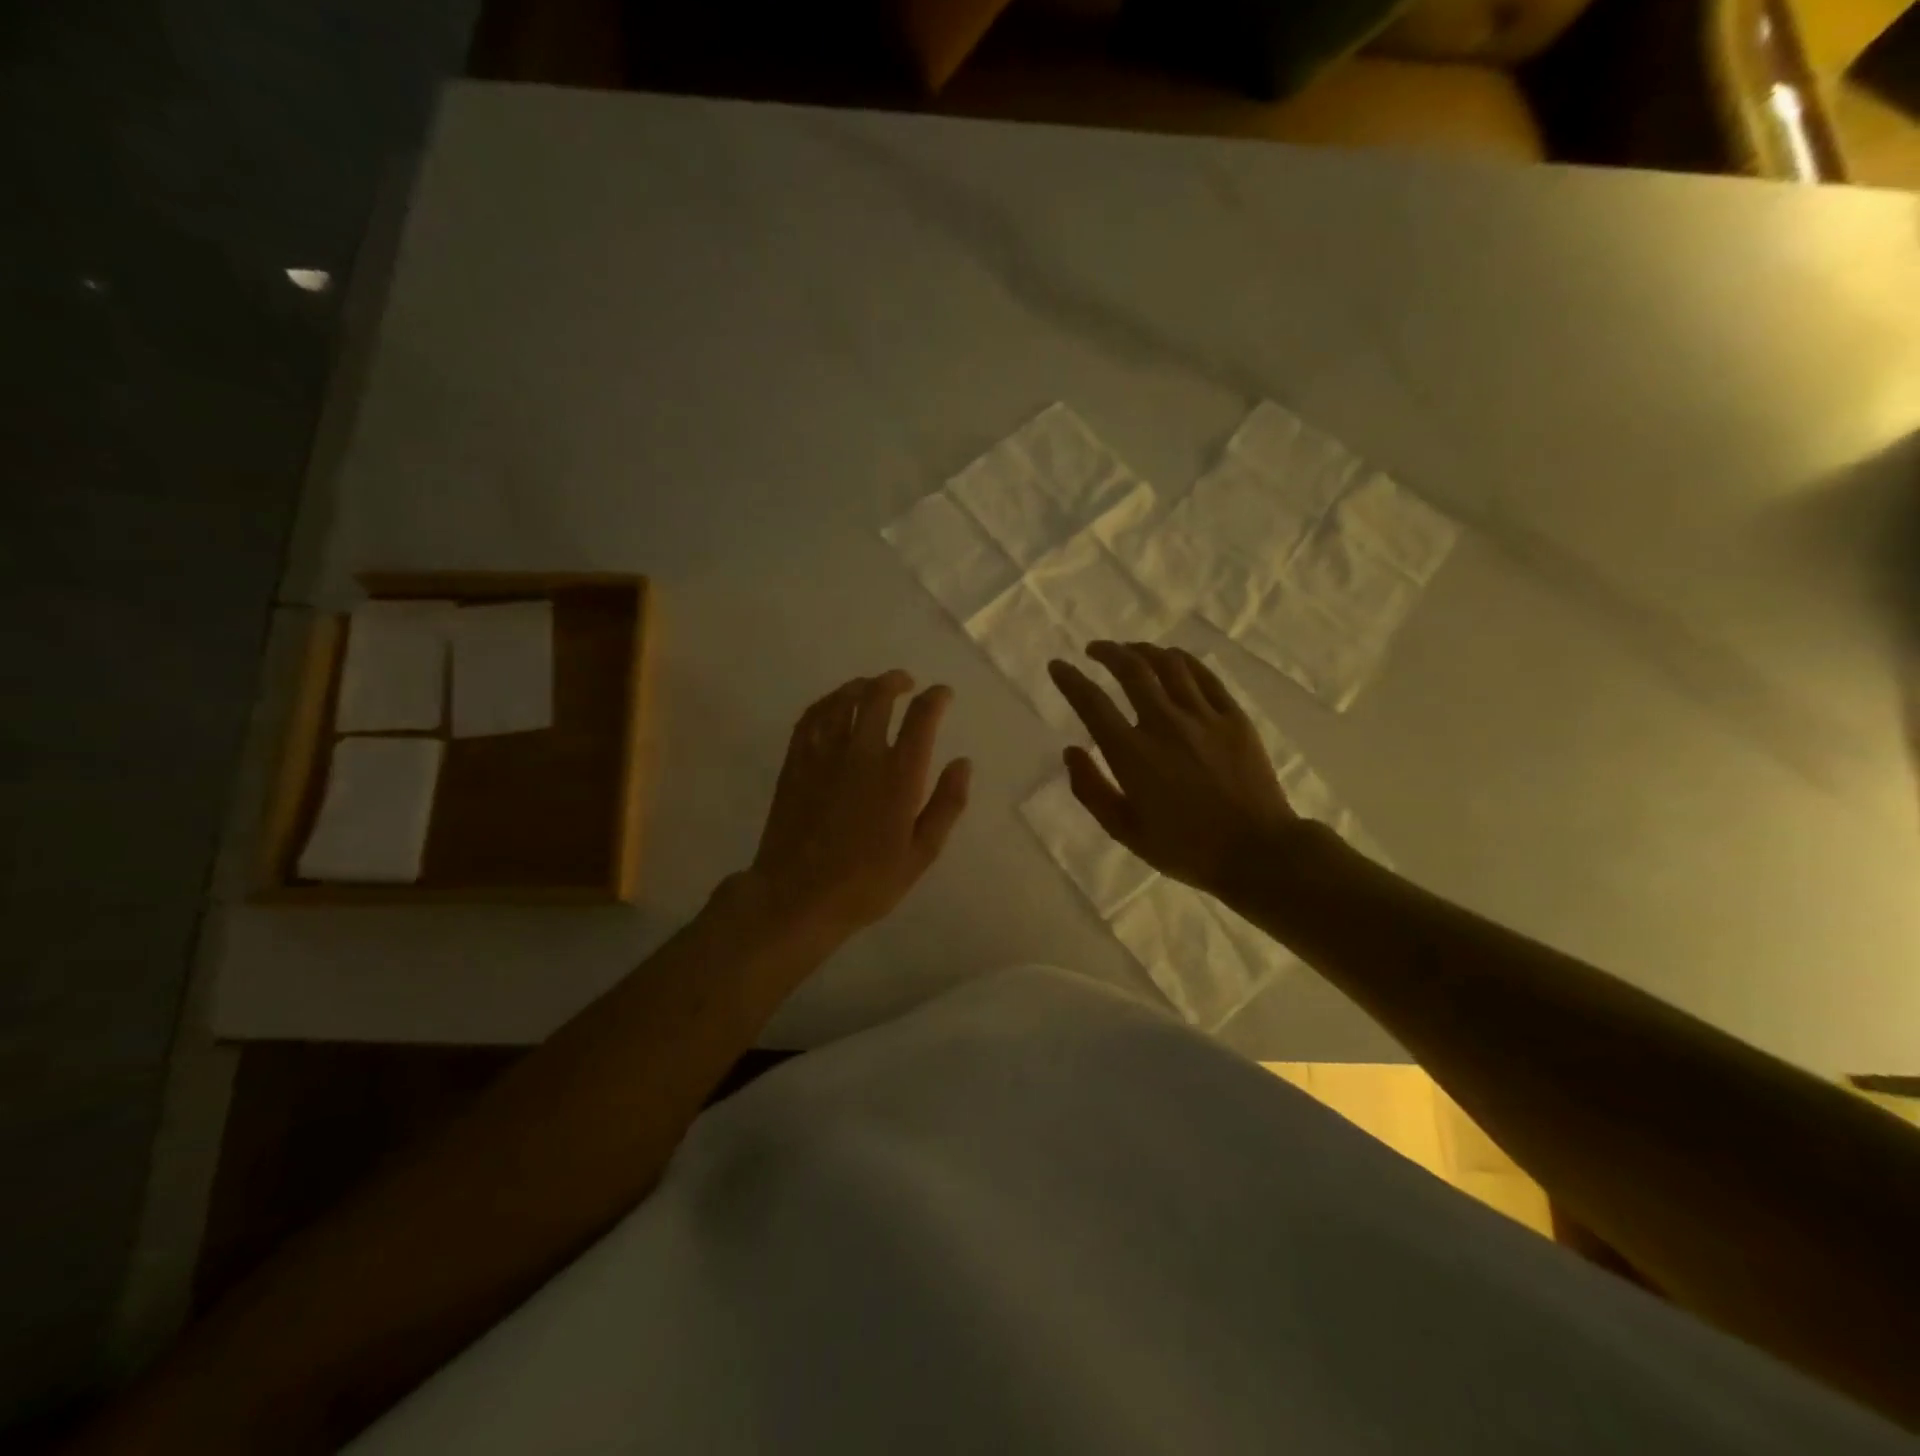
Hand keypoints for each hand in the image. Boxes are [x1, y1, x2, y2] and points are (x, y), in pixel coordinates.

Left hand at [747, 671, 971, 946]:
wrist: (797, 897)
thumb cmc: (867, 883)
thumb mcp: (921, 853)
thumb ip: (946, 804)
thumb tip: (963, 763)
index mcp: (898, 775)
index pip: (921, 717)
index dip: (936, 698)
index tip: (942, 694)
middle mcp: (862, 753)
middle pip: (878, 696)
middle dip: (896, 682)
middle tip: (905, 683)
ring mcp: (824, 754)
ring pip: (843, 700)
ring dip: (862, 686)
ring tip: (872, 687)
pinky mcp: (796, 761)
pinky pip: (812, 716)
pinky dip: (828, 702)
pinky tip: (835, 705)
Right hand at [1047, 642, 1298, 896]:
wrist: (1258, 853)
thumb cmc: (1186, 848)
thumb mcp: (1125, 831)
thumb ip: (1092, 790)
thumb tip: (1071, 751)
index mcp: (1132, 754)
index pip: (1092, 703)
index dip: (1070, 680)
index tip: (1058, 665)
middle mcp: (1164, 724)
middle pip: (1131, 670)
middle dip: (1107, 652)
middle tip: (1094, 650)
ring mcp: (1203, 717)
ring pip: (1169, 664)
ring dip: (1143, 650)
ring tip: (1131, 651)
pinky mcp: (1234, 717)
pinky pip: (1205, 676)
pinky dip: (1183, 660)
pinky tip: (1173, 659)